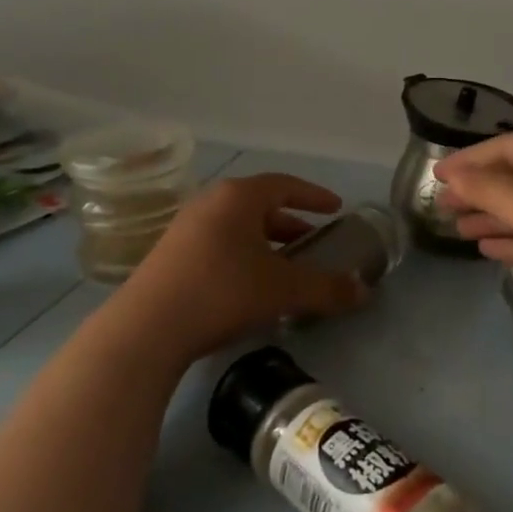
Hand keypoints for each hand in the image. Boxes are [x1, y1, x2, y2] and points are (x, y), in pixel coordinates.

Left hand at [108, 173, 369, 368]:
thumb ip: (327, 288)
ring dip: (265, 241)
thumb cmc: (223, 292)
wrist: (148, 327)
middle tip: (313, 241)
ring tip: (285, 265)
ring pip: (237, 226)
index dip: (314, 196)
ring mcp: (185, 227)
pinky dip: (242, 254)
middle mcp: (210, 202)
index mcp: (238, 197)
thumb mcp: (283, 290)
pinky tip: (250, 284)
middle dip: (290, 223)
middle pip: (259, 205)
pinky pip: (218, 242)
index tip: (336, 208)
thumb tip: (364, 292)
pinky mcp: (170, 253)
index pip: (285, 185)